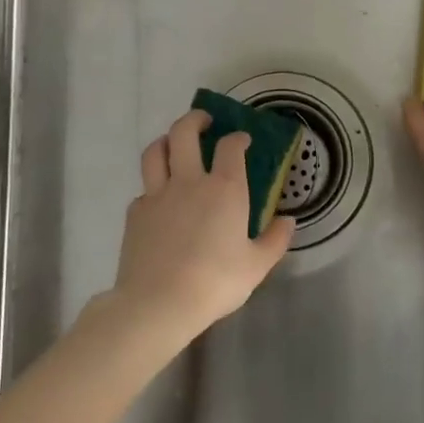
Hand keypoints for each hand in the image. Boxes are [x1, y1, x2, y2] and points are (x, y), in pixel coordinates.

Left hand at [112, 109, 296, 339]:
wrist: (158, 302)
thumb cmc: (215, 282)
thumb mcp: (256, 267)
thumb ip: (274, 240)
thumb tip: (288, 221)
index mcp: (224, 189)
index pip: (230, 146)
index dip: (237, 138)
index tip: (242, 139)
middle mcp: (189, 181)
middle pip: (184, 132)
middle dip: (195, 119)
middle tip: (204, 121)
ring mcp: (157, 194)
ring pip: (156, 151)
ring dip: (166, 141)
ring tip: (174, 144)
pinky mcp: (135, 213)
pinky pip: (144, 188)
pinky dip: (153, 185)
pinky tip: (160, 200)